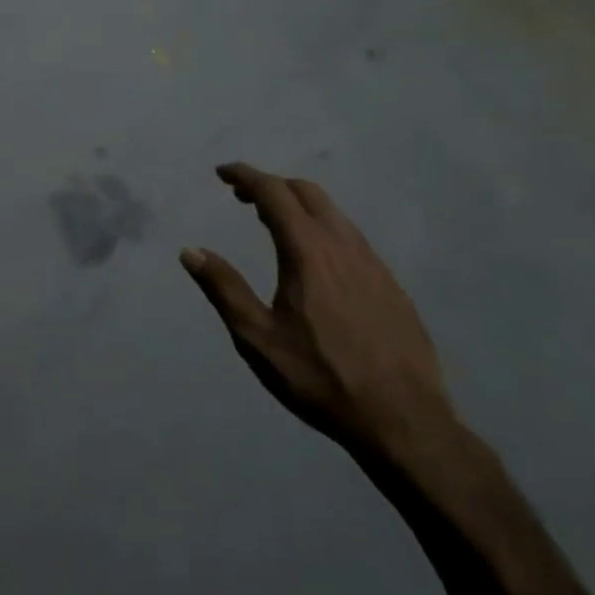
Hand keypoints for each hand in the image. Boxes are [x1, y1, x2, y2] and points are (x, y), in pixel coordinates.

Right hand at [180, 164, 453, 459]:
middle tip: (243, 198)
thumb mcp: (257, 338)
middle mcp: (344, 246)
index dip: (245, 176)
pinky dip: (325, 229)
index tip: (222, 173)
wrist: (403, 420)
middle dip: (272, 185)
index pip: (273, 193)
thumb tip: (190, 251)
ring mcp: (374, 264)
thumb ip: (223, 288)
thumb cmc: (320, 378)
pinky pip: (353, 239)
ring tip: (275, 224)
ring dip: (300, 206)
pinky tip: (318, 261)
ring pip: (335, 214)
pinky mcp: (393, 286)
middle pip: (307, 193)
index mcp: (308, 252)